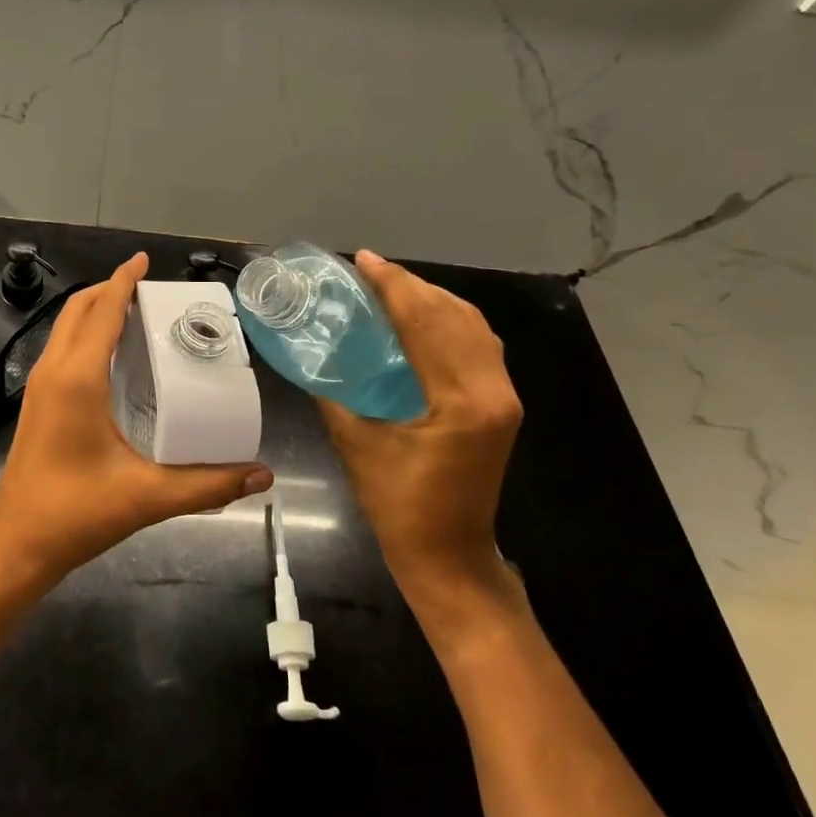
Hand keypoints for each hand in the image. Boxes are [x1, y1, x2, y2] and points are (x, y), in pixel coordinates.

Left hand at [0, 252, 274, 587]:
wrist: (16, 547)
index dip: (123, 280)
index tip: (143, 259)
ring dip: (95, 310)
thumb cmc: (76, 514)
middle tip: (149, 290)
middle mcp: (54, 372)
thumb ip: (207, 485)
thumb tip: (261, 475)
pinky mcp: (37, 404)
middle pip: (78, 310)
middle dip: (110, 289)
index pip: (102, 312)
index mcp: (77, 378)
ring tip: (135, 313)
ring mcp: (39, 388)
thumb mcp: (147, 497)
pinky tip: (112, 357)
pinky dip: (86, 335)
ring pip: (65, 329)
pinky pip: (61, 350)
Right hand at [318, 250, 522, 607]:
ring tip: (392, 287)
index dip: (393, 285)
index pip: (426, 322)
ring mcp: (503, 397)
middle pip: (455, 315)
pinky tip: (420, 318)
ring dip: (432, 299)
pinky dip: (448, 321)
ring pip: (472, 326)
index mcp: (460, 400)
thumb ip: (334, 395)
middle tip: (371, 270)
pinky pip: (478, 344)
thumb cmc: (400, 507)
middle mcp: (492, 390)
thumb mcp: (357, 445)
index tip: (364, 260)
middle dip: (412, 285)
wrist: (451, 556)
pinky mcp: (501, 405)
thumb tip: (312, 355)